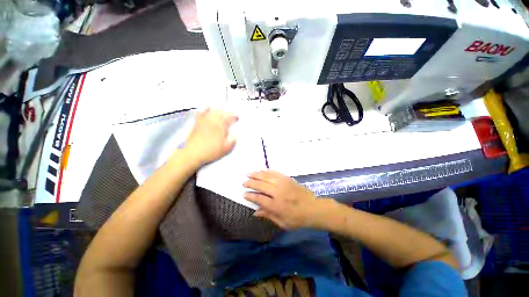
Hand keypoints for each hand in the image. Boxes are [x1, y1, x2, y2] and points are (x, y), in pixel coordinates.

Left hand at [183, 108, 237, 165]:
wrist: (192, 153)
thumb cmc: (210, 152)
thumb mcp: (225, 149)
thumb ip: (232, 141)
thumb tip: (235, 135)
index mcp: (220, 127)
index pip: (229, 118)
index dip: (234, 117)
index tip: (237, 118)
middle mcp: (212, 121)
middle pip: (221, 112)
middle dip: (227, 112)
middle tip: (231, 114)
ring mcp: (203, 121)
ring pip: (212, 111)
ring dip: (218, 110)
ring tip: (221, 111)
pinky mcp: (196, 123)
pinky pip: (200, 113)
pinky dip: (204, 110)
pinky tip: (206, 110)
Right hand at [243, 170, 329, 229]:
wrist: (313, 208)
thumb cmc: (297, 219)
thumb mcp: (282, 223)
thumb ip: (268, 215)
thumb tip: (255, 211)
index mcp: (276, 205)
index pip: (259, 198)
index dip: (250, 195)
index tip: (244, 193)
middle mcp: (278, 193)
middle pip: (261, 185)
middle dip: (251, 183)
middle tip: (244, 182)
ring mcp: (283, 184)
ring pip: (267, 177)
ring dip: (257, 174)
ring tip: (249, 173)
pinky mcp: (288, 179)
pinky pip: (276, 173)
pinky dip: (267, 171)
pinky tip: (262, 170)